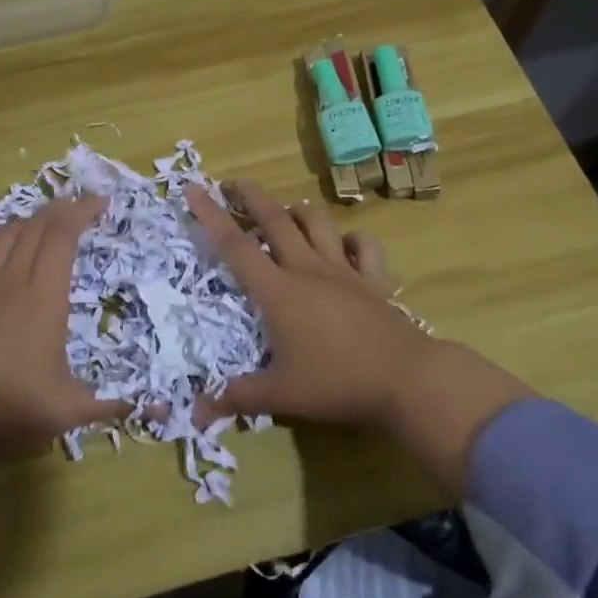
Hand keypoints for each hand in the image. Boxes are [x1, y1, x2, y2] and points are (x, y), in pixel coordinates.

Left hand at [0, 195, 107, 462]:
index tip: (101, 202)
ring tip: (42, 224)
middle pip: (36, 228)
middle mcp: (12, 280)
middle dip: (60, 210)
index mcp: (45, 296)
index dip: (82, 212)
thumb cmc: (9, 405)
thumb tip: (151, 408)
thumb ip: (110, 406)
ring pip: (4, 238)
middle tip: (78, 206)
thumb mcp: (68, 411)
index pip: (63, 236)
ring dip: (27, 223)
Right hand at [185, 181, 436, 430]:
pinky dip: (351, 238)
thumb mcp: (280, 395)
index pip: (235, 246)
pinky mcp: (374, 279)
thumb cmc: (336, 383)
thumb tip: (195, 414)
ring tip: (284, 212)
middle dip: (252, 197)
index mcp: (278, 292)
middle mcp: (307, 269)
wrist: (404, 379)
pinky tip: (344, 244)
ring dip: (297, 211)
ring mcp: (344, 270)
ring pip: (317, 223)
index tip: (193, 188)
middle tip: (234, 183)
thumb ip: (237, 398)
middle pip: (275, 220)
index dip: (211, 216)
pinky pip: (364, 245)